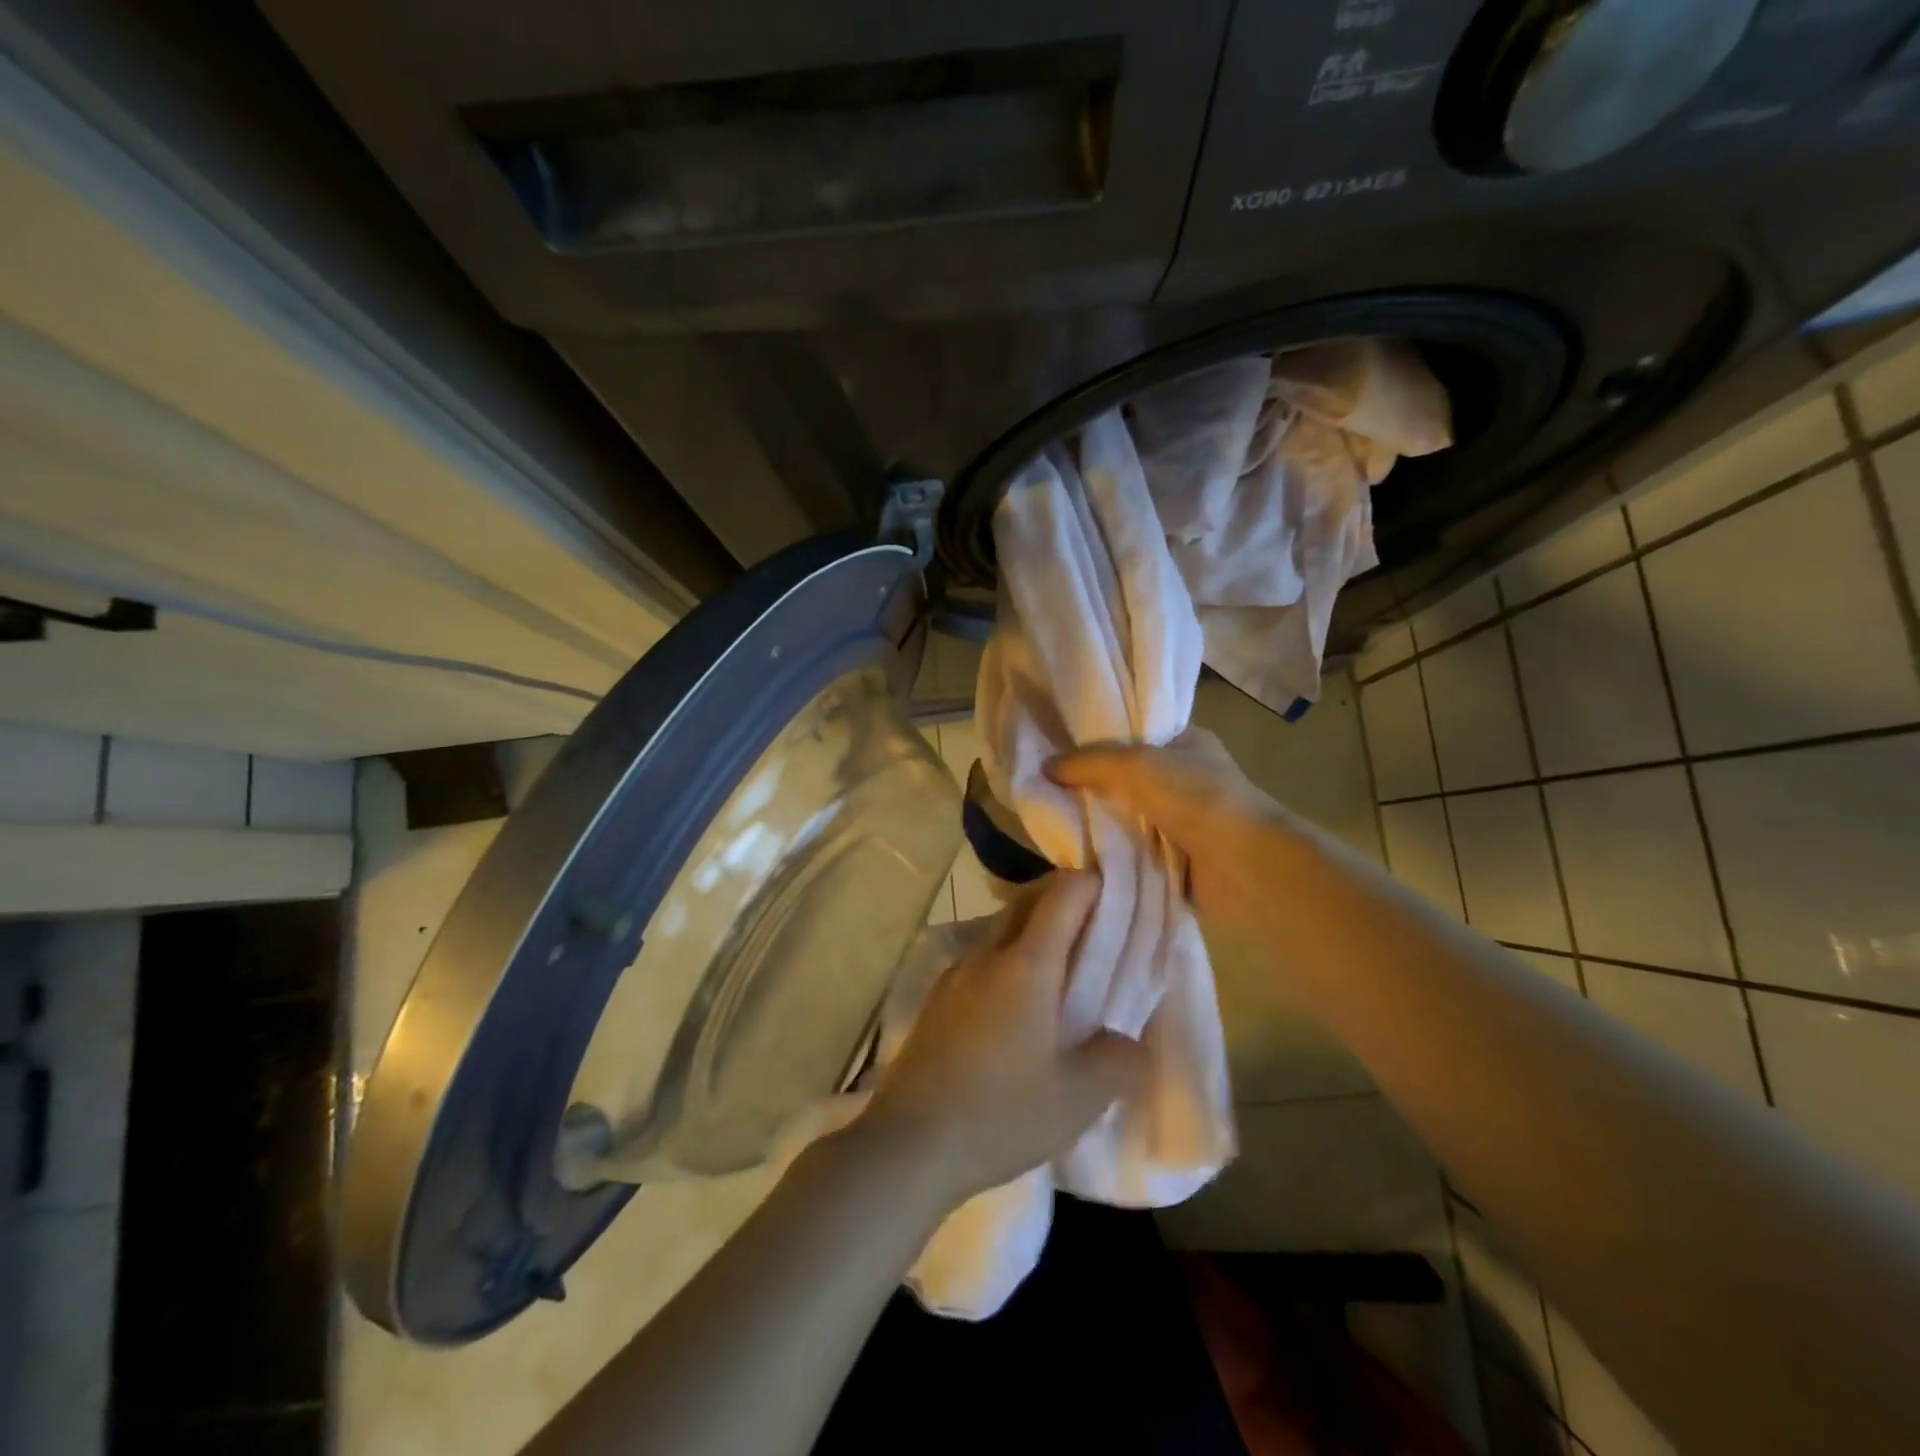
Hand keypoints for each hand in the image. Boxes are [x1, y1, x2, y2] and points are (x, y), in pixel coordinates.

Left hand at [858, 872, 1146, 1204]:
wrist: (908, 1144)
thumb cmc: (1000, 1114)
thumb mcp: (1077, 1099)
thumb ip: (1117, 1061)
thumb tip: (1128, 1040)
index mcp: (1026, 964)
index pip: (1063, 895)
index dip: (1093, 885)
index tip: (1118, 898)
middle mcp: (987, 954)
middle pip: (1027, 901)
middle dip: (1062, 898)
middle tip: (1096, 926)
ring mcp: (955, 974)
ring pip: (1000, 929)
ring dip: (1032, 930)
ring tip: (1061, 967)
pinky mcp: (936, 999)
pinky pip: (981, 959)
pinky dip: (1007, 959)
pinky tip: (1016, 1004)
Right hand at [1046, 729, 1292, 927]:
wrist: (1244, 864)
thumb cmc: (1196, 797)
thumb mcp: (1136, 764)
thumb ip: (1089, 762)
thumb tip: (1045, 766)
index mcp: (1185, 742)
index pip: (1133, 732)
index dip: (1096, 738)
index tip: (1057, 745)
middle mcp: (1184, 778)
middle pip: (1124, 777)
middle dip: (1090, 785)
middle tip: (1045, 786)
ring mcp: (1181, 820)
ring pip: (1126, 816)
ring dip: (1098, 822)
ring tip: (1050, 819)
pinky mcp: (1175, 858)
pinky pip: (1132, 850)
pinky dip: (1110, 853)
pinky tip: (1075, 852)